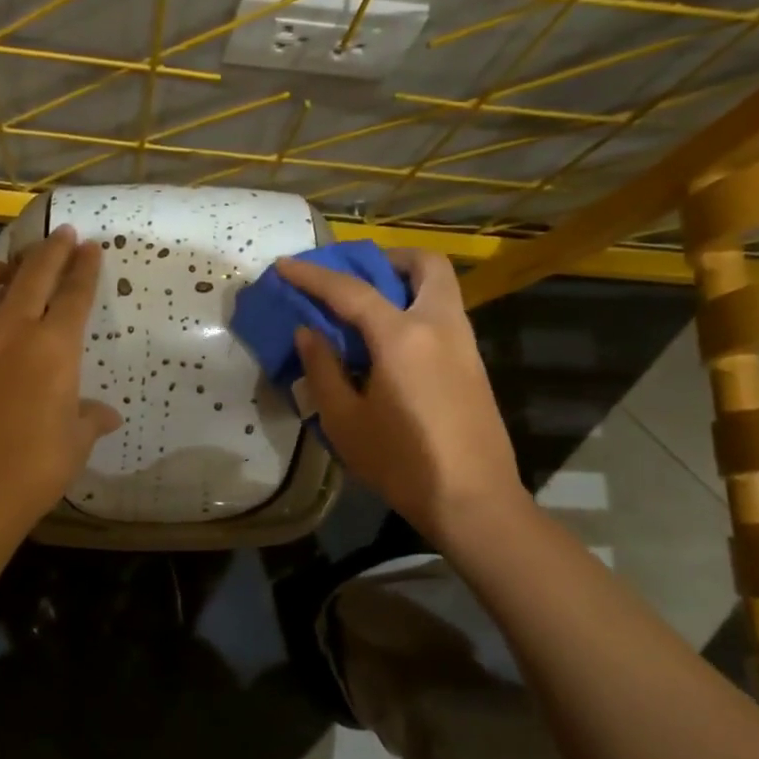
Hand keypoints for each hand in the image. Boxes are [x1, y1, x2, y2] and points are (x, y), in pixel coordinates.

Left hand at [0, 226, 120, 538]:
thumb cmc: (35, 470)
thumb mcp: (76, 443)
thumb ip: (91, 419)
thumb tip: (107, 415)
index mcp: (54, 348)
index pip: (75, 295)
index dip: (86, 269)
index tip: (91, 248)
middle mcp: (10, 332)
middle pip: (32, 275)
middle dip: (50, 251)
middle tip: (61, 237)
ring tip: (3, 269)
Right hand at [277, 249, 522, 537]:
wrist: (472, 500)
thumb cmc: (401, 462)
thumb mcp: (345, 420)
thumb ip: (323, 369)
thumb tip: (308, 333)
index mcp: (402, 336)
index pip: (351, 291)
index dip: (313, 276)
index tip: (284, 265)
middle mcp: (440, 326)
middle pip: (426, 265)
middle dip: (389, 258)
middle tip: (356, 274)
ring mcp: (464, 344)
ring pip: (441, 288)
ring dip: (406, 282)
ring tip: (369, 308)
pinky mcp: (474, 366)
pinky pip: (445, 316)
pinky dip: (417, 309)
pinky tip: (392, 344)